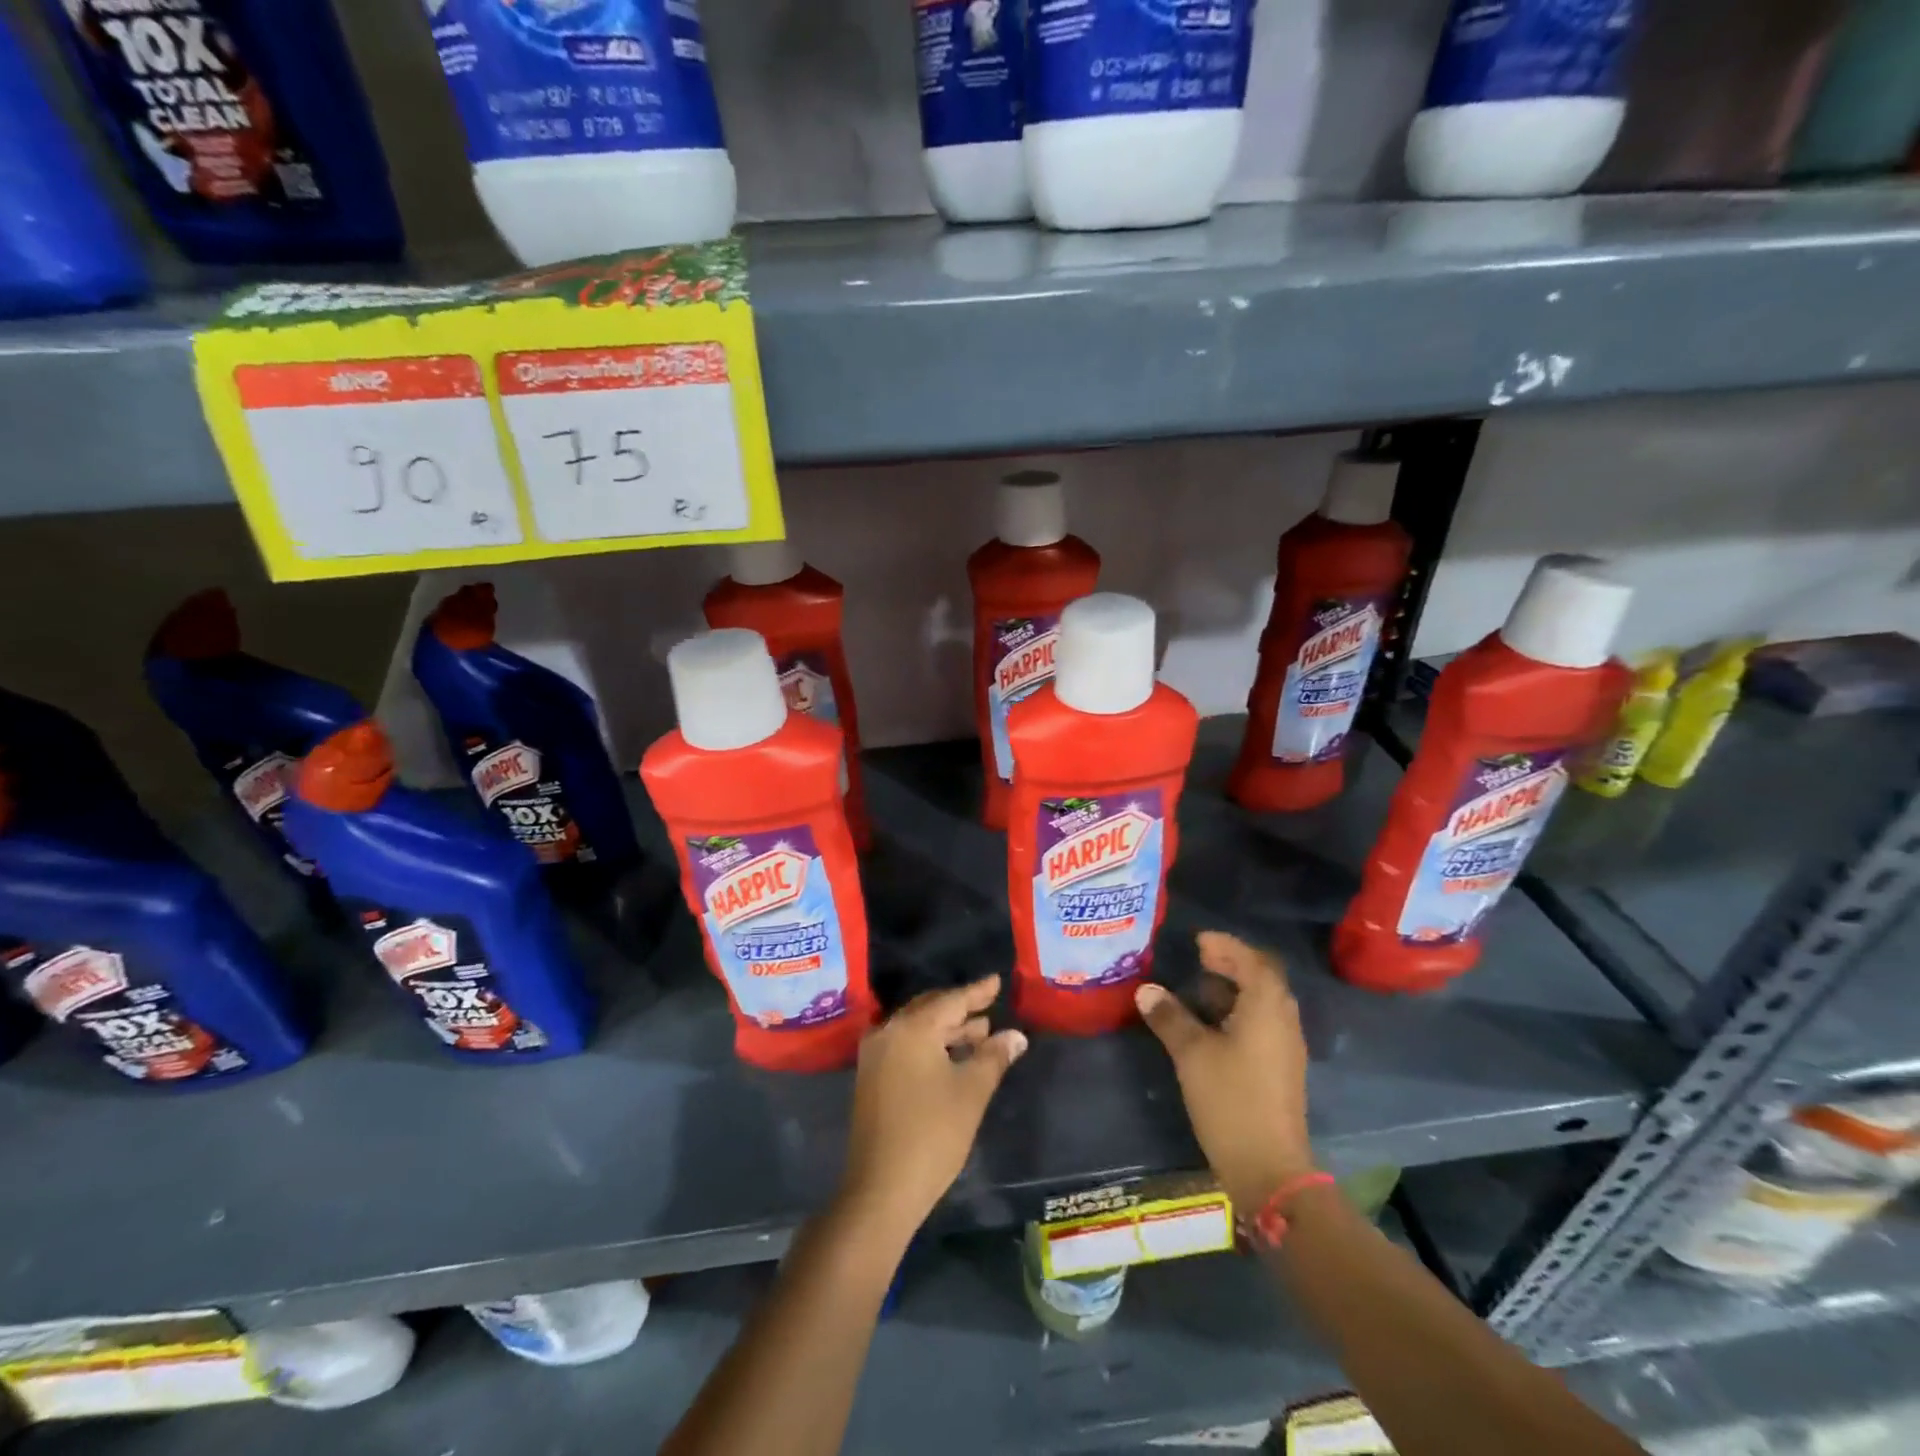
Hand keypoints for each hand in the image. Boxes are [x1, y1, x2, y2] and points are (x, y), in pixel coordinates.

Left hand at [838, 976, 1027, 1241]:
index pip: (952, 1001)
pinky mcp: (871, 1077)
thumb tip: (1015, 1036)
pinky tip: (951, 1056)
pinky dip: (929, 1044)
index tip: (997, 981)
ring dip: (946, 1029)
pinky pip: (904, 1045)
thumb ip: (994, 1057)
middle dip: (961, 1009)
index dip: (978, 992)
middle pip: (930, 1009)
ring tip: (979, 1033)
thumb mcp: (971, 1092)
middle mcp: (888, 1032)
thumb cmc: (932, 1135)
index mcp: (912, 1028)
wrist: (881, 1189)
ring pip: (916, 1028)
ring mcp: (875, 1055)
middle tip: (989, 1007)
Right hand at [1135, 932, 1315, 1209]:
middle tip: (1198, 959)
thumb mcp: (1192, 1054)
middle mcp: (1283, 1020)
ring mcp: (1285, 1046)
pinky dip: (1237, 1012)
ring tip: (1197, 989)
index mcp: (1267, 1007)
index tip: (1198, 941)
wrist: (1269, 1169)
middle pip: (1262, 978)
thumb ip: (1169, 1017)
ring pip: (1262, 1003)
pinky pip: (1261, 1023)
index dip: (1226, 946)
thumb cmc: (1231, 1100)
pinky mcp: (1280, 1068)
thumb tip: (1146, 990)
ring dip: (1233, 989)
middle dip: (1231, 964)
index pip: (1252, 960)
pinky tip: (1210, 1025)